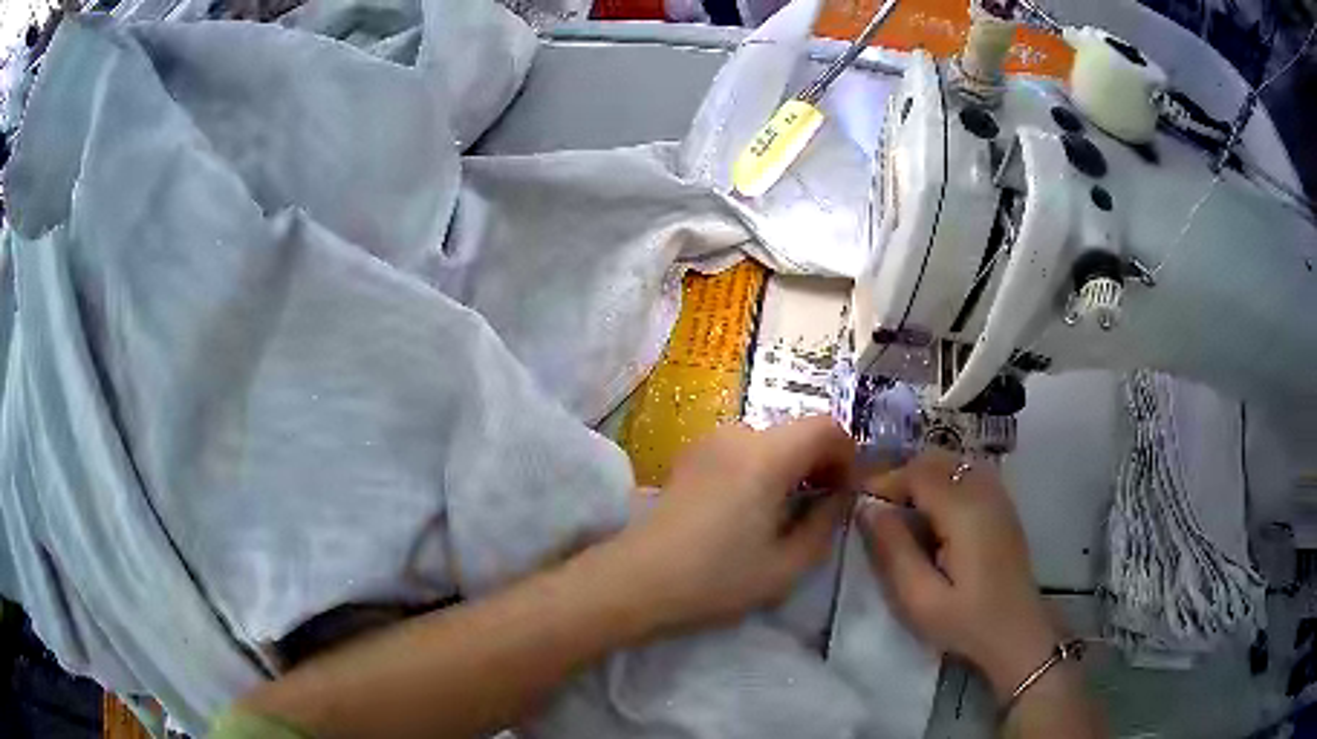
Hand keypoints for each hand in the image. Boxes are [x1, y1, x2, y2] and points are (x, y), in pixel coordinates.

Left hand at [609, 416, 856, 632]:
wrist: (636, 581)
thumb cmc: (715, 579)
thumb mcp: (786, 566)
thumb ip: (825, 524)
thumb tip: (840, 497)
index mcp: (766, 455)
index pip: (827, 426)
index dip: (847, 455)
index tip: (846, 492)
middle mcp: (738, 434)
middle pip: (798, 431)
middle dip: (820, 462)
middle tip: (821, 507)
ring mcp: (709, 440)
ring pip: (770, 439)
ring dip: (790, 465)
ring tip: (786, 512)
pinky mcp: (690, 454)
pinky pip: (743, 449)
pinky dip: (762, 467)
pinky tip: (751, 508)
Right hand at [859, 450, 1058, 699]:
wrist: (1017, 633)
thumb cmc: (966, 621)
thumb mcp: (919, 598)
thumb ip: (892, 550)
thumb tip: (867, 507)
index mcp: (964, 510)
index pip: (917, 472)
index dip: (884, 479)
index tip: (857, 501)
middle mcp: (984, 491)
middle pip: (935, 459)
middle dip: (901, 475)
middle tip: (875, 507)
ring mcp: (997, 496)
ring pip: (952, 464)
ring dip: (921, 478)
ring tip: (899, 511)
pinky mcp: (1002, 506)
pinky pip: (966, 475)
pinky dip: (941, 483)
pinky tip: (930, 516)